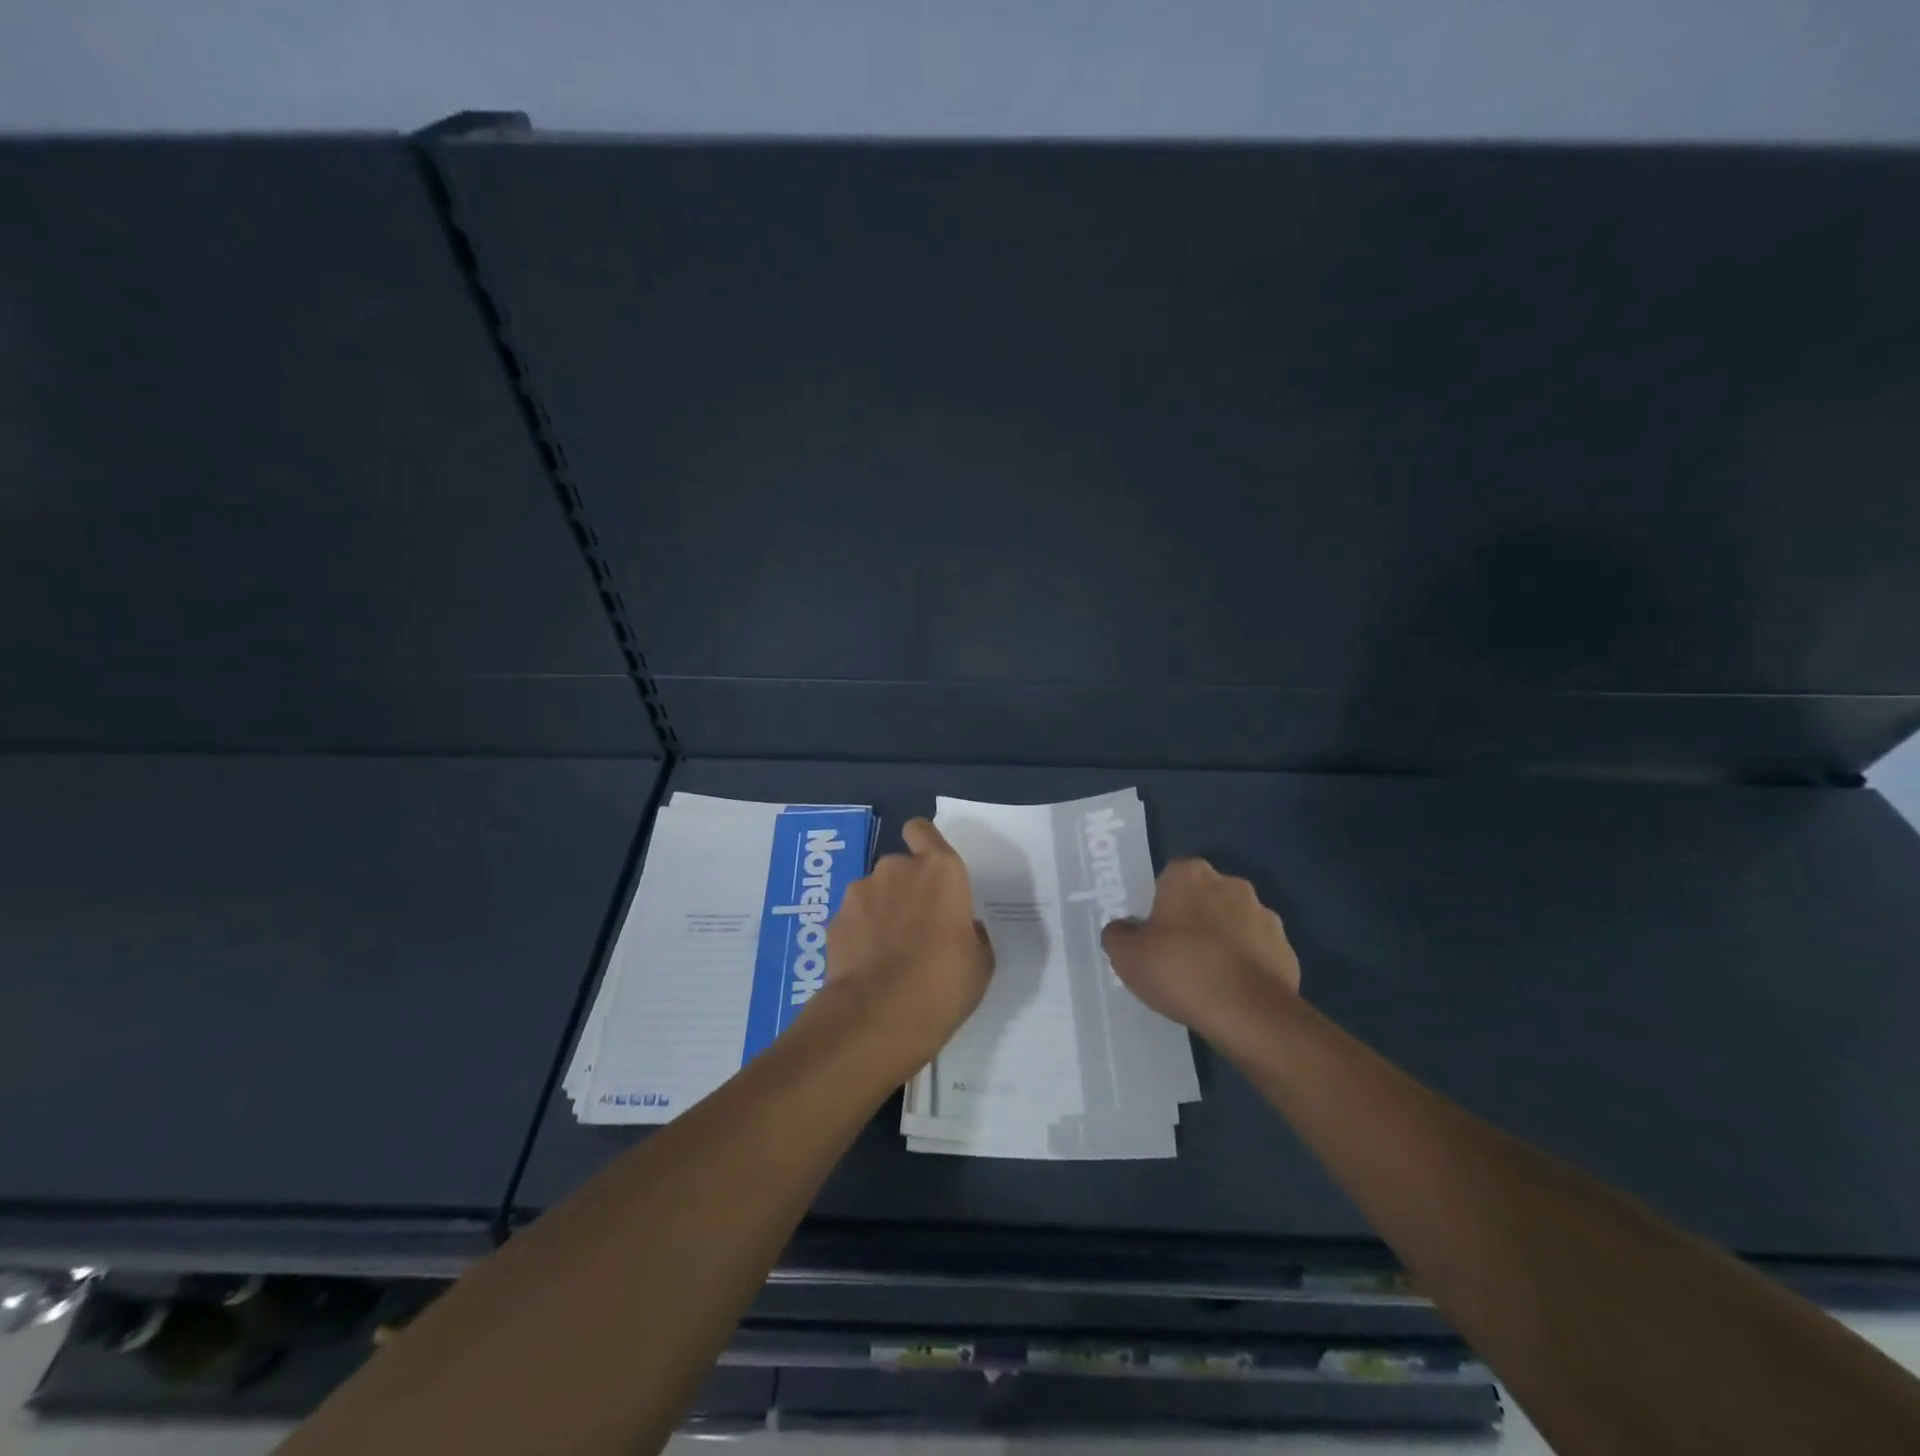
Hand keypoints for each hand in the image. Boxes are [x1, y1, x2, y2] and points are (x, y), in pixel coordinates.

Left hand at [825, 818, 993, 1066]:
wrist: (880, 1014)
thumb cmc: (945, 983)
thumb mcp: (980, 961)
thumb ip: (970, 933)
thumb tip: (961, 928)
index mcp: (941, 870)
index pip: (922, 830)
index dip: (923, 843)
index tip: (930, 872)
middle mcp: (897, 868)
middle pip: (899, 866)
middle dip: (904, 889)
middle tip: (915, 928)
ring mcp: (861, 891)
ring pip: (873, 892)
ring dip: (880, 911)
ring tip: (887, 953)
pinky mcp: (835, 918)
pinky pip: (853, 918)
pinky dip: (859, 934)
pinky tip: (866, 966)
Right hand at [1102, 857, 1300, 1044]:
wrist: (1248, 1013)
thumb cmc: (1180, 970)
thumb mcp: (1126, 957)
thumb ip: (1118, 935)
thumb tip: (1123, 930)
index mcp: (1190, 875)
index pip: (1170, 877)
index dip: (1160, 903)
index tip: (1152, 932)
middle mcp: (1231, 885)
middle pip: (1204, 897)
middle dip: (1193, 919)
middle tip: (1175, 954)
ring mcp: (1265, 916)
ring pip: (1233, 923)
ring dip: (1222, 941)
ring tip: (1205, 979)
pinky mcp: (1286, 950)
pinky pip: (1257, 952)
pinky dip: (1245, 966)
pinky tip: (1230, 993)